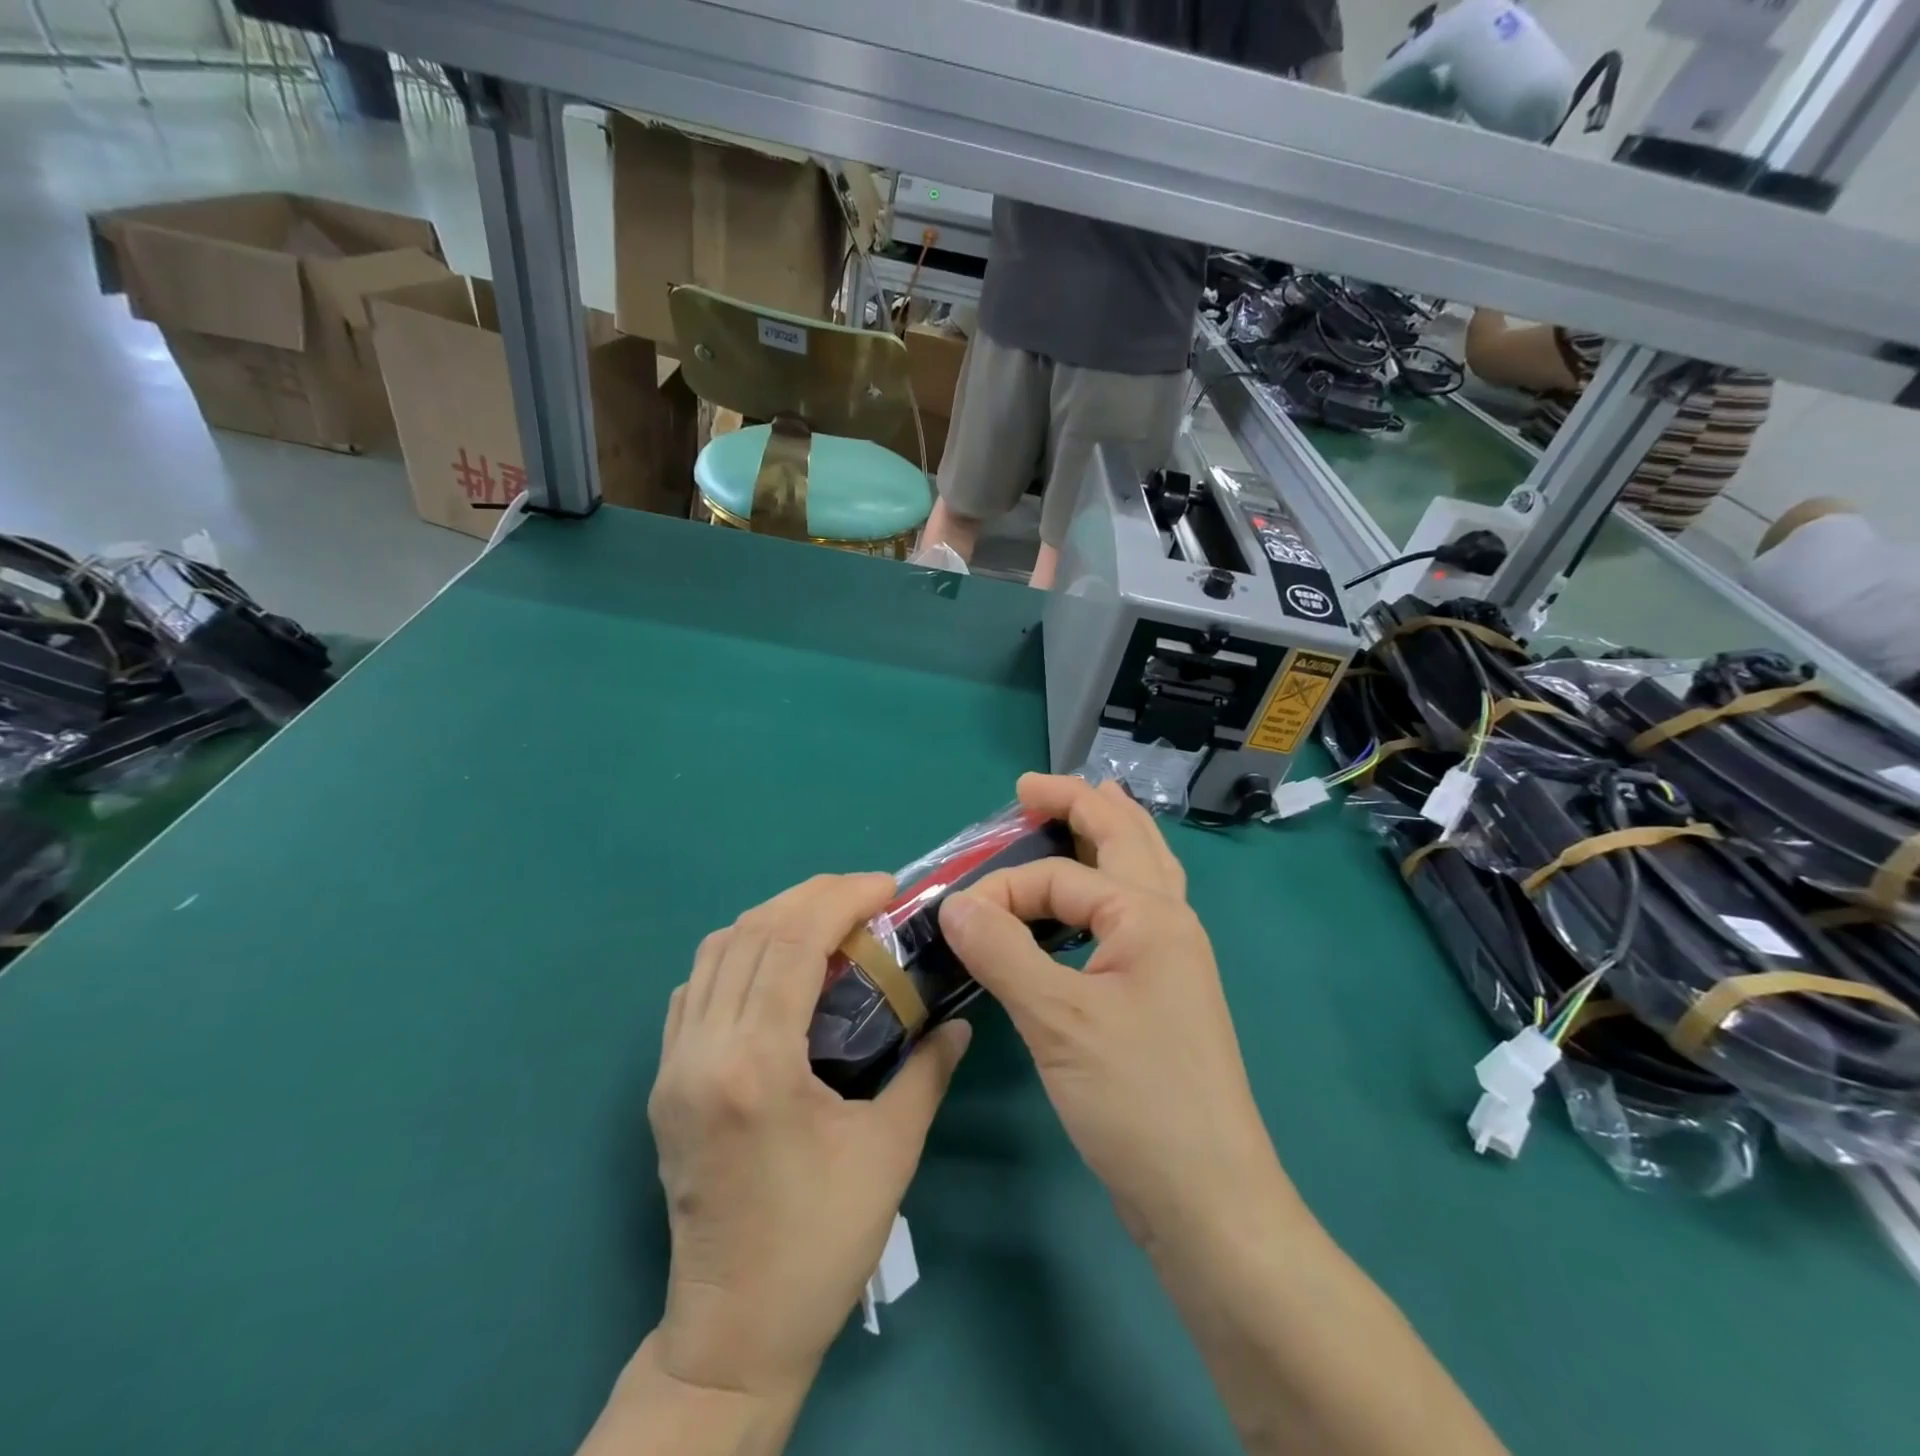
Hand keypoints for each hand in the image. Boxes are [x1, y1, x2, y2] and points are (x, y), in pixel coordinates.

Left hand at [646, 874, 971, 1397]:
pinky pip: (696, 988)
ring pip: (715, 952)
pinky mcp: (664, 1082)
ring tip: (826, 921)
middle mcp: (703, 1051)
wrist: (733, 1333)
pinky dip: (738, 955)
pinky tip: (777, 969)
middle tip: (864, 894)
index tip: (887, 887)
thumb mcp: (889, 1153)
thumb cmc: (819, 1245)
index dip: (840, 898)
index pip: (792, 943)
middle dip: (811, 896)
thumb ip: (925, 1072)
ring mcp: (673, 1066)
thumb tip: (957, 1023)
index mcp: (756, 1065)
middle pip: (750, 932)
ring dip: (772, 920)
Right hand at [937, 775, 1285, 1244]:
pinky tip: (1095, 897)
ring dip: (1109, 833)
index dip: (1002, 888)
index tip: (953, 917)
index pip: (1059, 879)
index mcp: (1149, 916)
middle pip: (1126, 837)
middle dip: (1080, 803)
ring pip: (1141, 870)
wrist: (1208, 1199)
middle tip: (1031, 787)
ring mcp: (1172, 958)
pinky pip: (1135, 911)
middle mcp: (1169, 922)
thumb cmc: (1137, 1099)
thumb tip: (952, 903)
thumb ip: (1002, 952)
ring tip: (1081, 808)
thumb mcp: (1058, 1021)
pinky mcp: (1163, 992)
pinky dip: (1111, 884)